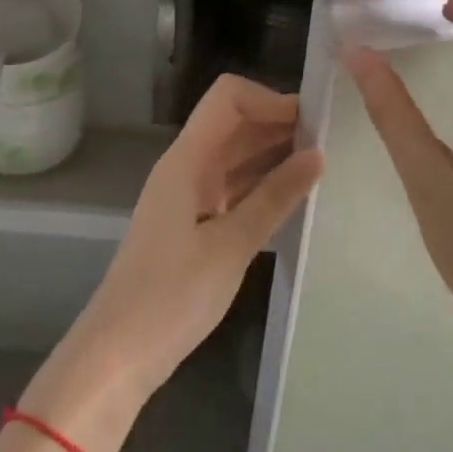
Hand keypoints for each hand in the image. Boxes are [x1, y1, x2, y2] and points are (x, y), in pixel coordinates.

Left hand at [21, 76, 322, 451]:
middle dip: (280, 124)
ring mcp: (188, 195)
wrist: (120, 353)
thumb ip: (275, 197)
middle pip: (234, 123)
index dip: (271, 99)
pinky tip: (294, 197)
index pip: (228, 98)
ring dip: (274, 154)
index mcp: (187, 161)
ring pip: (235, 155)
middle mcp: (186, 167)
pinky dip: (262, 184)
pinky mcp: (193, 222)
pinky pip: (232, 186)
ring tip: (322, 168)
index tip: (313, 123)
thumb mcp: (232, 245)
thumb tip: (318, 155)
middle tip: (332, 144)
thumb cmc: (173, 297)